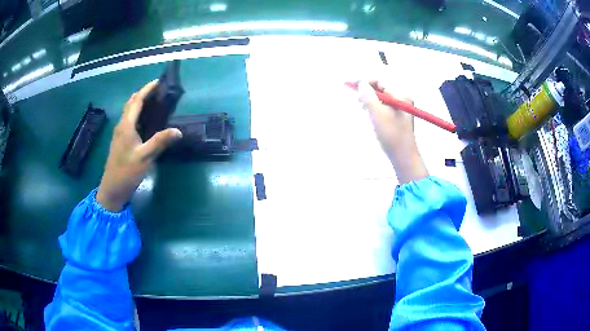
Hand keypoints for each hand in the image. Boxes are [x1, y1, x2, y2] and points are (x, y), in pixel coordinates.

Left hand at [96, 80, 181, 211]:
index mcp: (126, 126)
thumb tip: (178, 131)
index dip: (147, 89)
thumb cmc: (127, 172)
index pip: (137, 101)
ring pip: (129, 111)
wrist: (112, 189)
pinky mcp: (120, 140)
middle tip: (157, 90)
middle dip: (143, 93)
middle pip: (131, 103)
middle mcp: (121, 125)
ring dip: (139, 102)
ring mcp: (119, 133)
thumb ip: (160, 142)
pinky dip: (137, 113)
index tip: (158, 81)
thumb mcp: (145, 157)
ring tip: (153, 101)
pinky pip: (129, 119)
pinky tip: (145, 120)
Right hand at [357, 80, 427, 183]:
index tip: (350, 85)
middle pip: (381, 88)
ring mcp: (401, 109)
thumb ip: (368, 96)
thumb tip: (361, 84)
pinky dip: (374, 107)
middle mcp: (402, 99)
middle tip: (356, 99)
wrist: (403, 157)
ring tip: (362, 107)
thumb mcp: (377, 113)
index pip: (380, 81)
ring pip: (381, 98)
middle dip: (367, 91)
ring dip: (370, 100)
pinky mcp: (398, 118)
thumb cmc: (391, 134)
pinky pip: (384, 107)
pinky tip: (370, 115)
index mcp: (400, 95)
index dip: (364, 81)